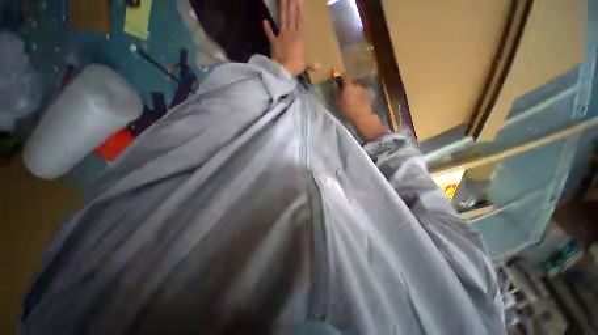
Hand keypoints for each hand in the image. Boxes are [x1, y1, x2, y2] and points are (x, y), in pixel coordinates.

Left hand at [263, 0, 305, 75]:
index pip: (300, 19)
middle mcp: (291, 33)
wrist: (284, 69)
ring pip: (282, 19)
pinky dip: (267, 28)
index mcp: (300, 36)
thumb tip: (319, 67)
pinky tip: (264, 21)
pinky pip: (270, 34)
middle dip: (291, 4)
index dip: (299, 8)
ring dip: (282, 8)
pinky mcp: (273, 42)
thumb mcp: (306, 64)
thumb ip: (312, 64)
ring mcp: (281, 36)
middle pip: (291, 15)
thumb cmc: (297, 65)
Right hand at [338, 81, 388, 139]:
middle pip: (352, 85)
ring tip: (352, 102)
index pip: (345, 78)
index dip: (341, 80)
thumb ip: (337, 94)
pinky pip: (363, 95)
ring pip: (358, 90)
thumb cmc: (348, 110)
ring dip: (355, 94)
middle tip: (345, 96)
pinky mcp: (370, 97)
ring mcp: (365, 91)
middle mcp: (357, 86)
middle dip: (349, 89)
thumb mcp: (338, 103)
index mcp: (349, 86)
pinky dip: (360, 98)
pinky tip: (358, 105)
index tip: (339, 84)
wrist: (362, 117)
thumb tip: (337, 88)